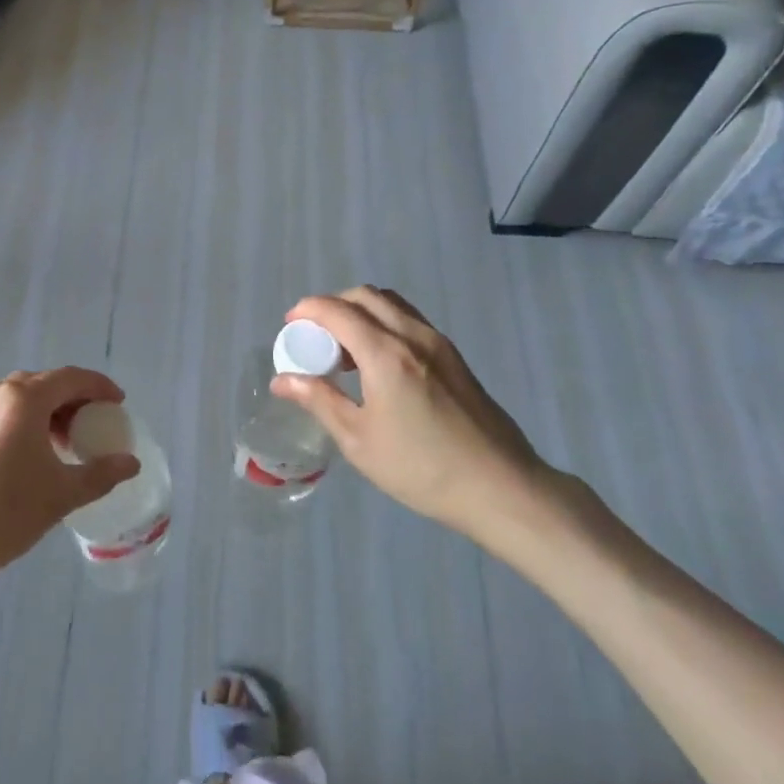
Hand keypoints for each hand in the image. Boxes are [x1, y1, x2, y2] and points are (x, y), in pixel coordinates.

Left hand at [0, 368, 139, 596]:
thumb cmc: (1, 517)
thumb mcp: (60, 496)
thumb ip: (100, 474)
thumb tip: (131, 463)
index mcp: (22, 400)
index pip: (70, 378)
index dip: (99, 387)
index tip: (118, 404)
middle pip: (43, 383)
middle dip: (72, 399)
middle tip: (93, 425)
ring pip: (18, 397)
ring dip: (45, 411)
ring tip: (62, 442)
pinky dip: (21, 421)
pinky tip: (27, 454)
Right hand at [272, 287, 557, 552]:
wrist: (501, 488)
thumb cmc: (421, 468)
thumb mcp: (359, 440)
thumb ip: (319, 400)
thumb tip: (282, 380)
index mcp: (386, 353)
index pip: (337, 311)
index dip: (308, 310)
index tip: (289, 326)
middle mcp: (413, 335)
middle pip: (366, 296)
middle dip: (333, 305)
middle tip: (314, 336)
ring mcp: (439, 344)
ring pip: (391, 305)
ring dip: (360, 312)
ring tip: (344, 349)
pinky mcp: (455, 358)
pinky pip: (410, 321)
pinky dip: (383, 324)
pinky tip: (377, 364)